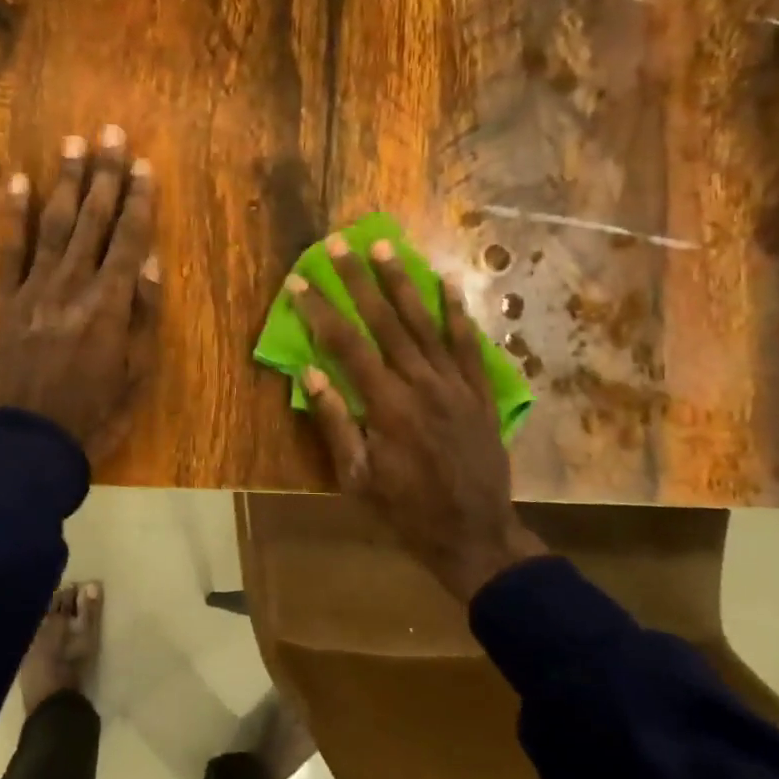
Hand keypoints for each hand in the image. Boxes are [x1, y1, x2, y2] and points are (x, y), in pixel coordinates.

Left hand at [0, 127, 159, 462]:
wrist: (28, 442)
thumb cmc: (93, 412)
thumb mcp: (136, 373)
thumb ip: (143, 315)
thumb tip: (149, 262)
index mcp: (110, 305)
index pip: (129, 241)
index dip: (139, 201)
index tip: (144, 165)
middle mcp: (73, 286)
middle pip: (93, 222)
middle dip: (105, 175)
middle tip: (112, 132)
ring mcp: (34, 289)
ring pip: (54, 225)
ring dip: (66, 182)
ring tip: (74, 142)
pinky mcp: (3, 300)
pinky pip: (8, 250)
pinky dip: (13, 214)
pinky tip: (18, 180)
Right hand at [286, 237, 543, 602]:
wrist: (475, 535)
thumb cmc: (406, 511)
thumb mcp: (357, 478)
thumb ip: (335, 422)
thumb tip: (309, 372)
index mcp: (385, 405)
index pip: (345, 345)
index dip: (319, 311)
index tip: (298, 282)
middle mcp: (420, 383)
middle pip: (384, 321)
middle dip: (357, 280)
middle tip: (338, 244)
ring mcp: (455, 384)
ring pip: (425, 322)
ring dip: (402, 282)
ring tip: (385, 247)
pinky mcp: (479, 391)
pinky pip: (467, 343)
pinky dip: (456, 311)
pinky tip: (446, 282)